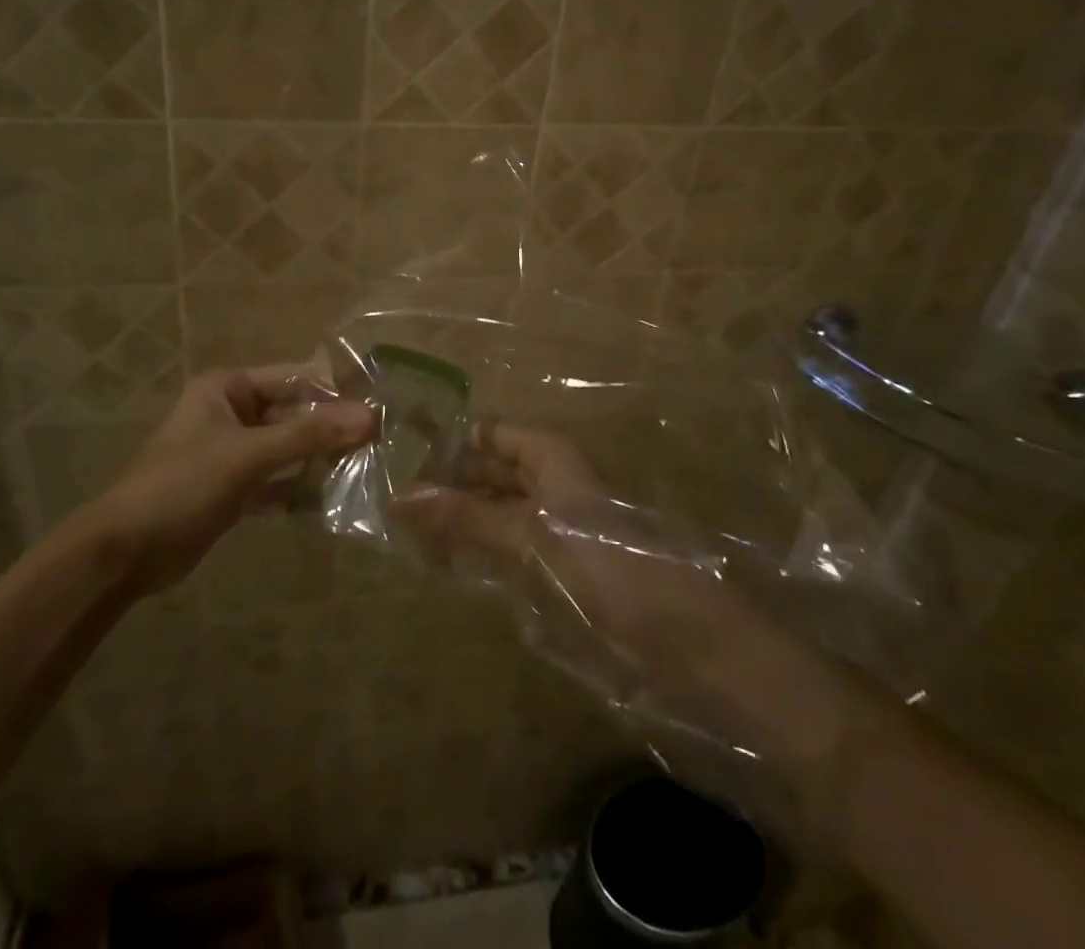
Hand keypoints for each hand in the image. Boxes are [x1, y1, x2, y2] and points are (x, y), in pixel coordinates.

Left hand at [91, 366, 372, 593]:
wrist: (125, 552)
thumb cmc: (181, 485)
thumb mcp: (247, 455)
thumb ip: (308, 436)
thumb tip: (369, 417)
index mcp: (228, 389)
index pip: (294, 378)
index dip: (335, 389)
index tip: (380, 403)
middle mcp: (232, 413)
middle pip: (293, 413)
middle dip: (331, 428)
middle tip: (381, 441)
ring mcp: (233, 452)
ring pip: (287, 448)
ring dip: (319, 458)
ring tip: (367, 467)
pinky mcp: (234, 488)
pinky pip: (276, 479)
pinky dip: (299, 487)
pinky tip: (333, 498)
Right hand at [397, 424, 859, 795]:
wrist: (697, 651)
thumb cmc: (617, 573)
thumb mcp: (538, 537)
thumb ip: (472, 516)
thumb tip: (402, 493)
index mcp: (554, 459)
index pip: (491, 432)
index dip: (449, 437)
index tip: (396, 448)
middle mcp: (555, 486)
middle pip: (493, 471)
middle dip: (447, 479)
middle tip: (387, 492)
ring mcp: (560, 533)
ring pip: (497, 513)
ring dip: (458, 519)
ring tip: (402, 528)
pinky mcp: (564, 577)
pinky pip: (509, 554)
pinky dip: (477, 554)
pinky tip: (446, 566)